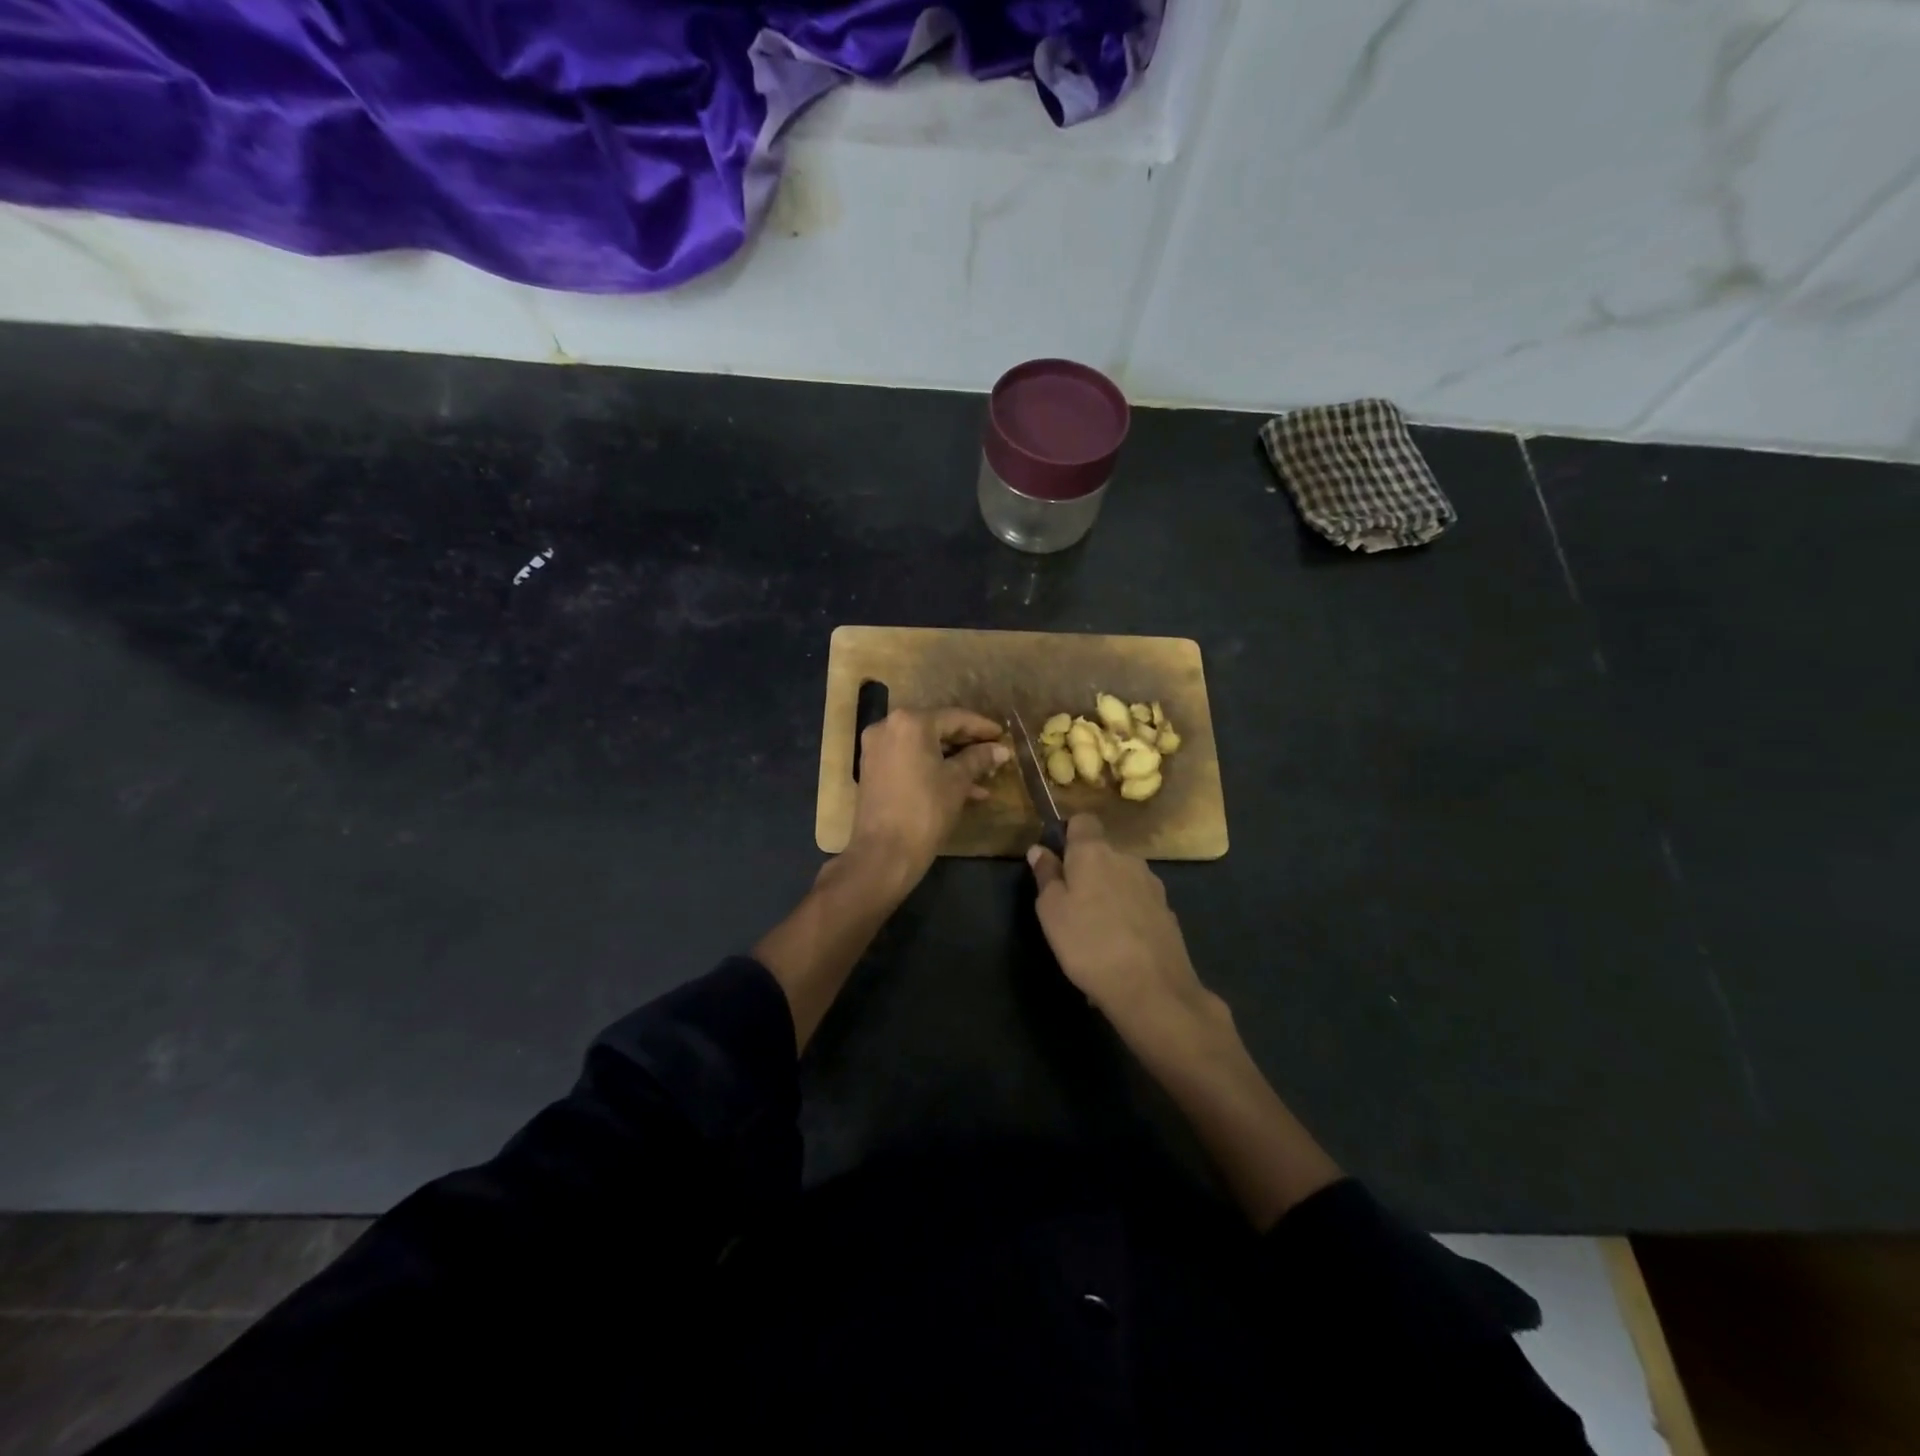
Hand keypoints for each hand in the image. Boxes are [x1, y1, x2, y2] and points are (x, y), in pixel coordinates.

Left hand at [848, 708, 1009, 885]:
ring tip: (984, 777)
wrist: (884, 853)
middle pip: (936, 729)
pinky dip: (932, 769)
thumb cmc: (925, 810)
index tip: (1002, 735)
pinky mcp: (872, 769)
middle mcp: (888, 727)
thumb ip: (979, 759)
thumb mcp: (957, 782)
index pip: (954, 717)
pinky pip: (909, 760)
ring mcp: (876, 748)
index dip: (982, 727)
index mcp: (910, 722)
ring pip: (923, 747)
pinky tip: (961, 788)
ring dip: (952, 760)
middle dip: (967, 745)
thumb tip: (1001, 749)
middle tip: (993, 754)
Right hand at [1027, 815, 1218, 1045]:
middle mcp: (1127, 858)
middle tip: (1070, 904)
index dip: (1068, 833)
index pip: (1083, 820)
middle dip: (1087, 869)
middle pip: (1103, 852)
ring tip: (1095, 930)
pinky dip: (1127, 915)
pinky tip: (1119, 945)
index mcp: (1094, 852)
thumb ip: (1046, 875)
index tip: (1057, 859)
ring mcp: (1152, 884)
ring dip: (1108, 893)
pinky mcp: (1167, 911)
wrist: (1152, 989)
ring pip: (1121, 878)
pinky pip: (1138, 903)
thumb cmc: (1088, 944)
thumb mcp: (1051, 911)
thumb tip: (1040, 849)